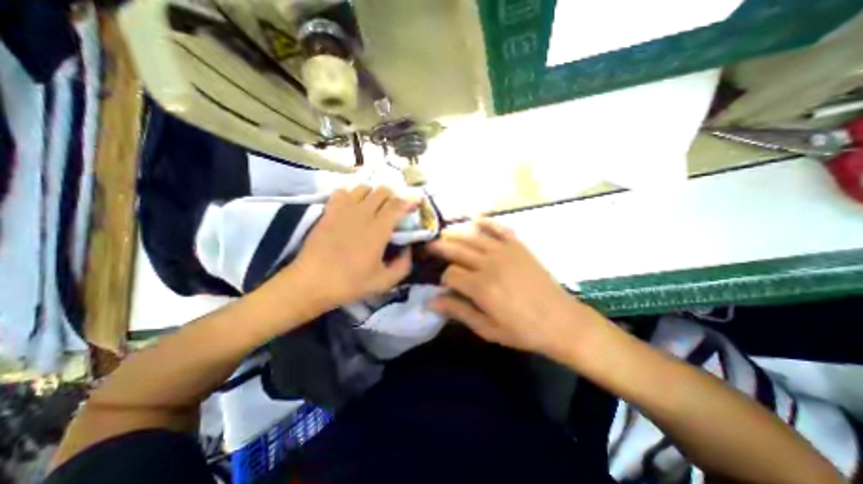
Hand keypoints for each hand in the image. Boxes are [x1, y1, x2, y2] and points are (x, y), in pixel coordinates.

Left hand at [281, 185, 411, 310]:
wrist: (311, 283)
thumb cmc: (350, 284)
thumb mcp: (384, 282)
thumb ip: (403, 265)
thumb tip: (408, 249)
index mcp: (378, 230)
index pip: (398, 205)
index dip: (409, 201)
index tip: (416, 203)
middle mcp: (362, 214)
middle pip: (382, 191)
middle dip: (394, 196)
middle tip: (396, 208)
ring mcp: (343, 210)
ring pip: (364, 187)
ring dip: (374, 193)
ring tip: (375, 205)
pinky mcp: (328, 211)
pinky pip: (343, 191)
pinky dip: (352, 194)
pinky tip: (353, 205)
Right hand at [429, 219, 604, 358]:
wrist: (561, 321)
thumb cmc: (522, 330)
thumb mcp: (487, 328)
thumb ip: (459, 311)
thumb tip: (432, 300)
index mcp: (481, 286)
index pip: (450, 274)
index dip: (443, 279)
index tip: (444, 285)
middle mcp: (489, 263)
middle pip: (457, 249)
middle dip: (440, 247)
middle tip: (429, 247)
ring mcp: (505, 251)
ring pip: (472, 236)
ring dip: (455, 233)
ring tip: (443, 233)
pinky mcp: (518, 246)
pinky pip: (498, 228)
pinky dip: (485, 221)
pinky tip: (474, 218)